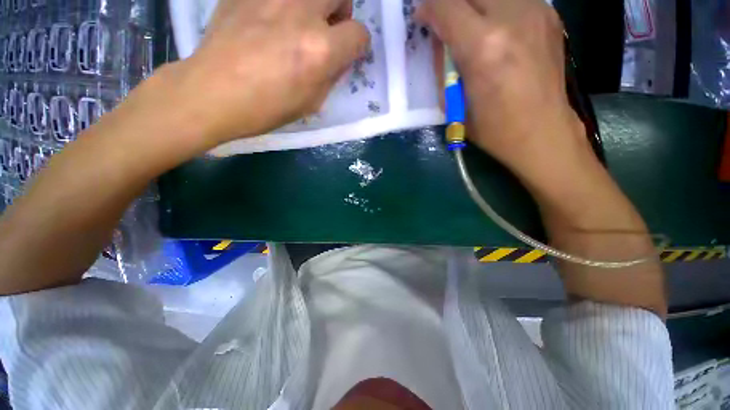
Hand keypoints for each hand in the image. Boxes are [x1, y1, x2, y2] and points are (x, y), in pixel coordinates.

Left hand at [168, 0, 369, 144]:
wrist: (214, 91)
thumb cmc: (267, 107)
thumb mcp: (311, 102)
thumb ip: (332, 76)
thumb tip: (340, 59)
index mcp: (320, 50)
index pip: (359, 34)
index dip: (358, 45)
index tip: (349, 52)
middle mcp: (302, 13)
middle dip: (342, 11)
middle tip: (328, 27)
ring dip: (315, 4)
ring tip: (301, 21)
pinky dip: (284, 5)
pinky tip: (272, 19)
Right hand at [419, 0, 590, 181]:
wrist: (542, 132)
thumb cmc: (492, 128)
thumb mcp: (453, 103)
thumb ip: (443, 64)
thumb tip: (439, 36)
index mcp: (484, 48)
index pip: (447, 6)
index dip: (429, 7)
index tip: (422, 16)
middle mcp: (513, 18)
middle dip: (451, 3)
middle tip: (445, 21)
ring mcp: (537, 12)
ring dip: (475, 5)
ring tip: (470, 27)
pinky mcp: (550, 16)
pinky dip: (497, 8)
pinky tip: (496, 29)